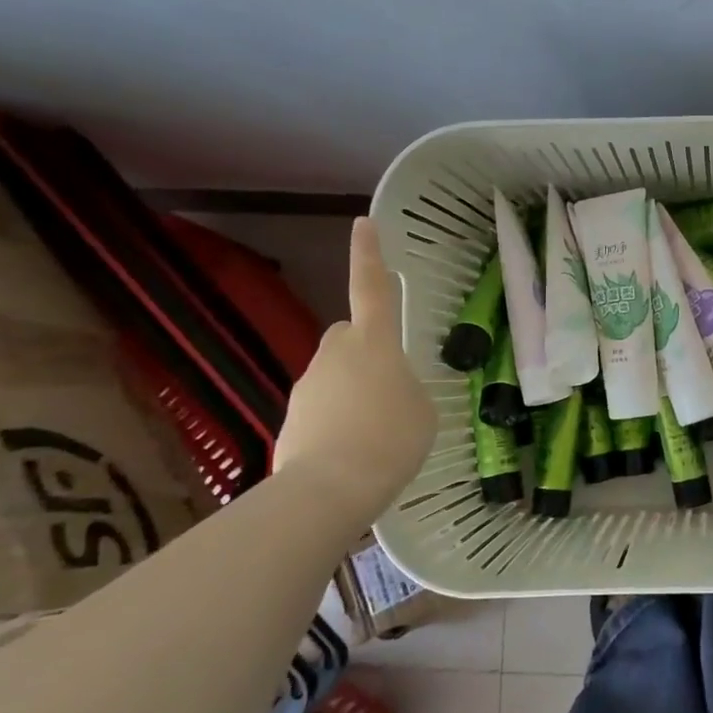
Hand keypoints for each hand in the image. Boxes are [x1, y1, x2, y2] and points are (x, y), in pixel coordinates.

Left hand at [274, 219, 437, 520]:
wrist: (330, 489)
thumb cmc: (391, 438)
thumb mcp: (422, 410)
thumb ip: (406, 389)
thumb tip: (388, 391)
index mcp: (373, 342)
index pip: (370, 287)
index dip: (369, 255)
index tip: (364, 223)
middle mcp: (334, 354)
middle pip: (349, 336)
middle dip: (365, 349)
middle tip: (389, 384)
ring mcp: (307, 386)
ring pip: (335, 376)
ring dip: (354, 392)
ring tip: (376, 434)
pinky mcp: (290, 420)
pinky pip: (323, 409)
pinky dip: (338, 422)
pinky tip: (354, 453)